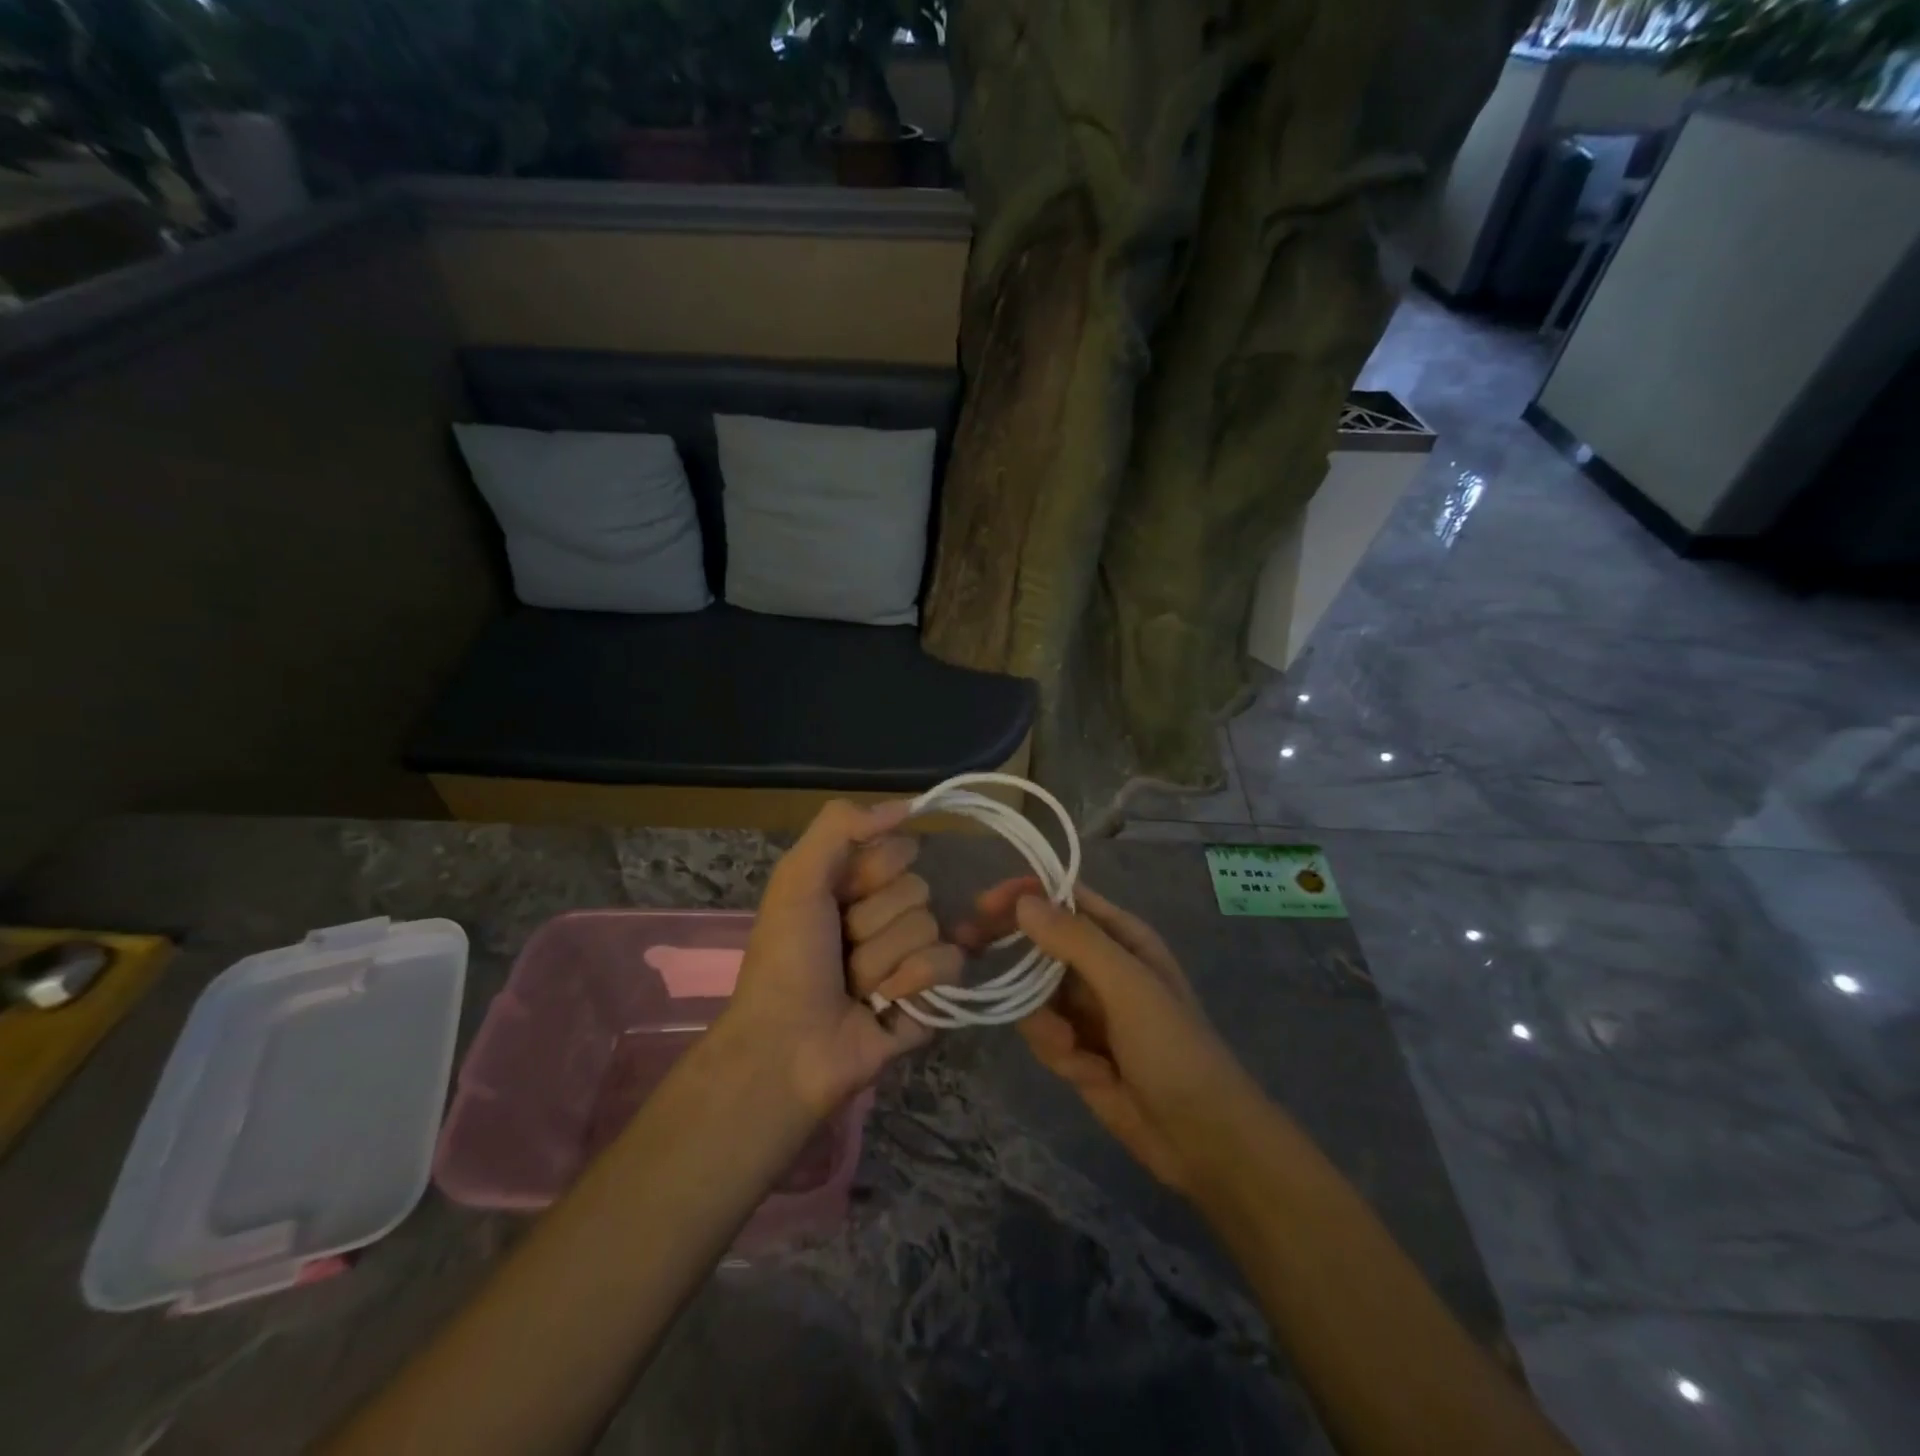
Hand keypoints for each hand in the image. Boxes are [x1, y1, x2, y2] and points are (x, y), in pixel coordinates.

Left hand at [722, 800, 960, 1119]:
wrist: (788, 1048)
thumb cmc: (787, 959)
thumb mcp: (797, 877)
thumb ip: (841, 825)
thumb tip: (910, 805)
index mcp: (856, 886)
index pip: (900, 851)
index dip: (872, 872)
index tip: (841, 896)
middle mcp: (886, 916)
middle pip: (918, 888)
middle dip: (875, 921)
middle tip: (842, 950)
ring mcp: (911, 957)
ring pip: (931, 926)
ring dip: (885, 958)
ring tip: (855, 986)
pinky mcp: (932, 996)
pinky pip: (951, 962)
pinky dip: (916, 980)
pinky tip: (886, 1002)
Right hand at [956, 878, 1246, 1192]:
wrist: (1202, 1139)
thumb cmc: (1173, 1048)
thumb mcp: (1128, 986)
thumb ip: (1076, 941)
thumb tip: (1022, 901)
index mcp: (1121, 937)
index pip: (1063, 899)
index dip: (1024, 895)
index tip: (983, 906)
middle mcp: (1101, 965)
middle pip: (1039, 943)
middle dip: (1012, 954)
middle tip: (970, 950)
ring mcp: (1087, 1008)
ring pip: (1033, 993)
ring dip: (1043, 1021)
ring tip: (1074, 1048)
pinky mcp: (1076, 1048)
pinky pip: (1042, 1032)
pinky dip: (1056, 1050)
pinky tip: (1087, 1073)